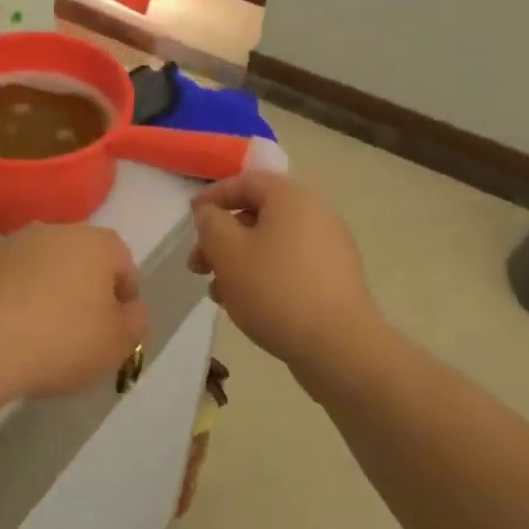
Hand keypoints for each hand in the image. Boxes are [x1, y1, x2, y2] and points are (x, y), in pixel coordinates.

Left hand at [0, 224, 149, 399]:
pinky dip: (9, 300)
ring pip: (38, 268)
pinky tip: (6, 333)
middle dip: (82, 291)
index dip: (123, 298)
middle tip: (78, 333)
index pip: (122, 264)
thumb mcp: (117, 344)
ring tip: (38, 336)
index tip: (114, 330)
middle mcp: (51, 231)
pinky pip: (4, 282)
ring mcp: (7, 245)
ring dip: (44, 292)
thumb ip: (134, 321)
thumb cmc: (61, 341)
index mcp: (94, 243)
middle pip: (78, 261)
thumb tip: (129, 307)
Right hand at [189, 172, 383, 371]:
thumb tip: (211, 213)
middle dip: (220, 238)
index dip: (213, 195)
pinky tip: (245, 305)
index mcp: (292, 199)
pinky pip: (288, 266)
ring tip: (217, 293)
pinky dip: (261, 276)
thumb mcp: (227, 251)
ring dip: (237, 261)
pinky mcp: (333, 280)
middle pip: (257, 214)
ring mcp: (329, 249)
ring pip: (270, 244)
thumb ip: (210, 223)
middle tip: (197, 265)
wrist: (338, 346)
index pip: (246, 181)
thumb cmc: (274, 290)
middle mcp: (315, 215)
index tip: (189, 217)